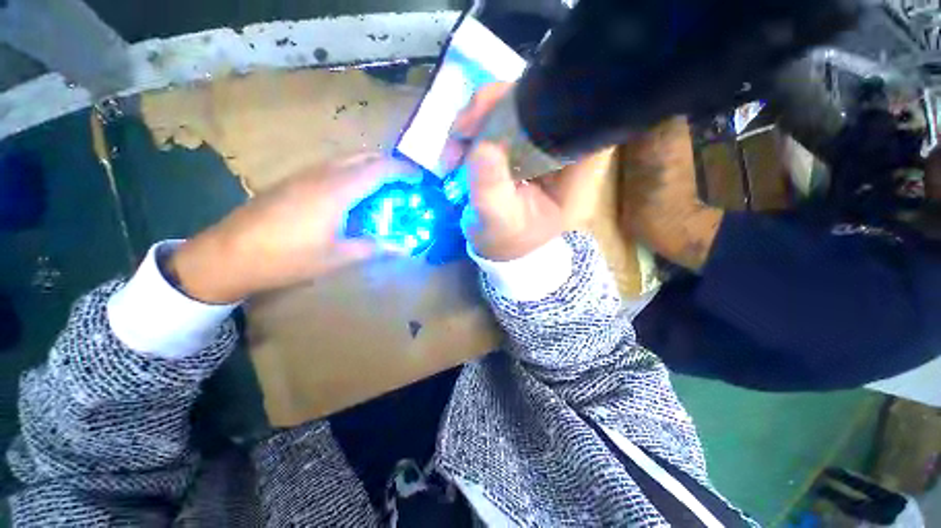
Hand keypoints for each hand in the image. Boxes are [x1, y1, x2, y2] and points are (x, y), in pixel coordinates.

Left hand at [168, 153, 412, 303]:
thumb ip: (374, 248)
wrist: (228, 255)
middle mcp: (322, 174)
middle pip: (363, 157)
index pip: (379, 169)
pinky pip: (331, 168)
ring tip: (382, 189)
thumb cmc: (287, 257)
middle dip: (388, 165)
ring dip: (369, 168)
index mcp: (337, 190)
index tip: (419, 178)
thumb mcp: (337, 257)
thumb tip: (404, 248)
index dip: (402, 170)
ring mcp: (304, 175)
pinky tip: (351, 196)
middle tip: (404, 183)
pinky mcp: (292, 181)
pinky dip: (351, 173)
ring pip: (346, 160)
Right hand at [449, 83, 612, 260]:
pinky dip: (478, 126)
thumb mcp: (497, 221)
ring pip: (521, 106)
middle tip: (464, 128)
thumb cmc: (504, 241)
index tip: (508, 109)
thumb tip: (482, 147)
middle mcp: (567, 156)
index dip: (553, 103)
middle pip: (548, 106)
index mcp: (577, 180)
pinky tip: (459, 144)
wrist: (498, 247)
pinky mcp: (526, 145)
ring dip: (481, 117)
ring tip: (454, 144)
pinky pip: (504, 118)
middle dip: (500, 108)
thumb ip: (491, 189)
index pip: (584, 125)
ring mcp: (545, 147)